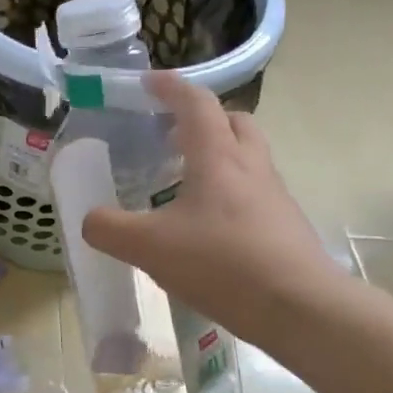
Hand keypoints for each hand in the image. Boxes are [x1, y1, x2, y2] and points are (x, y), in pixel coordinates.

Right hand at [82, 72, 348, 348]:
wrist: (302, 310)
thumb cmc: (223, 264)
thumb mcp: (149, 247)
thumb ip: (109, 229)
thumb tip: (90, 220)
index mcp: (217, 157)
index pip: (196, 103)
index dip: (171, 87)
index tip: (148, 82)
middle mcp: (250, 167)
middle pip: (233, 122)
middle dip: (202, 119)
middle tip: (171, 134)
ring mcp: (274, 196)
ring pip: (247, 157)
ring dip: (218, 155)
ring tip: (184, 181)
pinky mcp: (284, 226)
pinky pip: (254, 192)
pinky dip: (229, 192)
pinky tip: (206, 226)